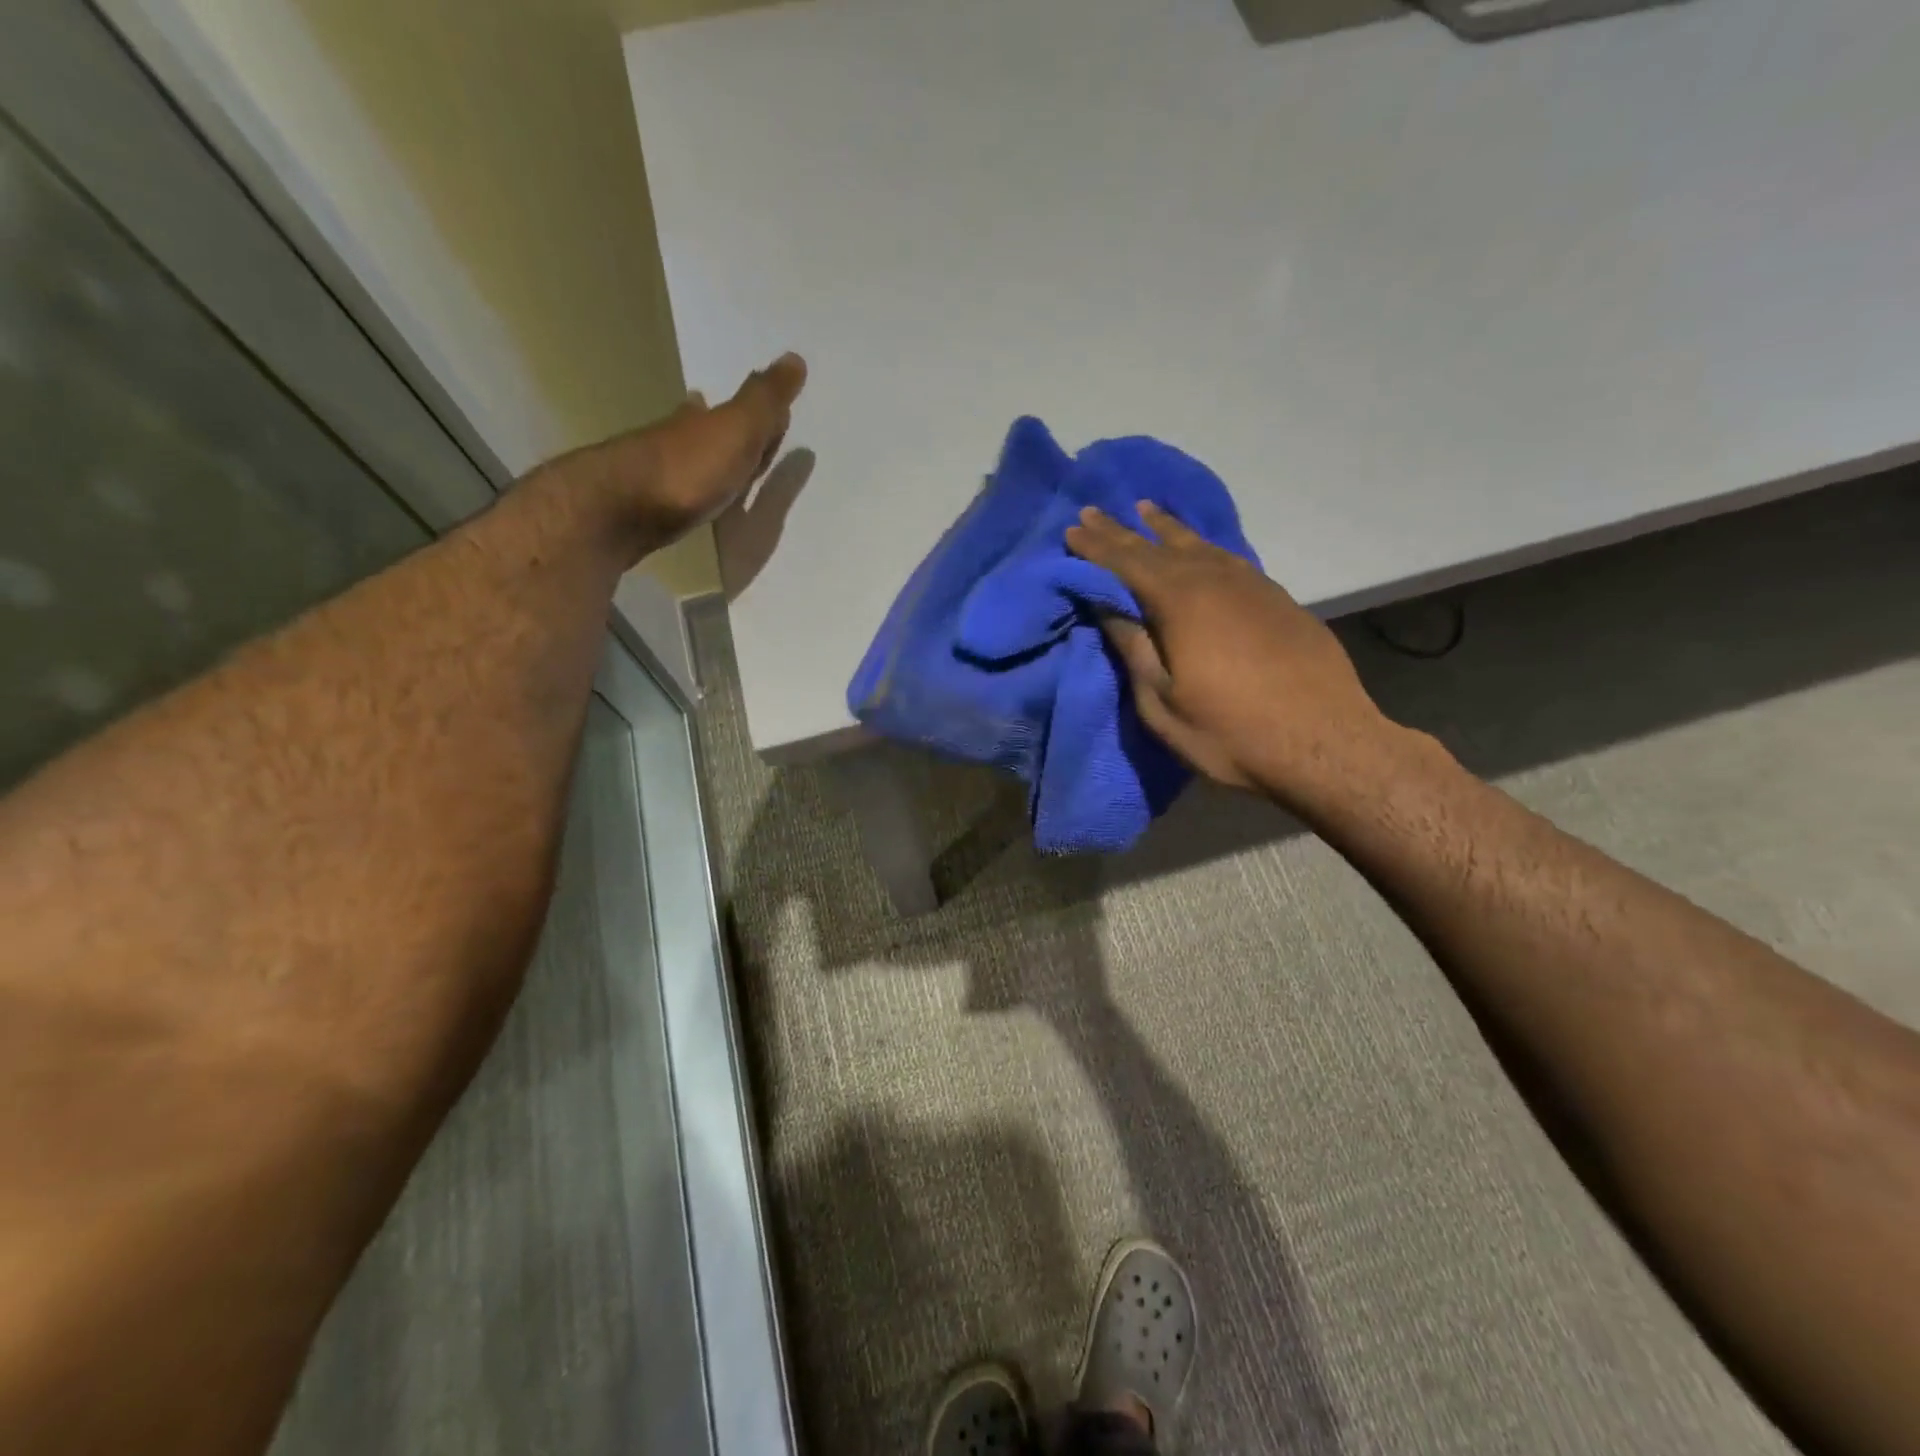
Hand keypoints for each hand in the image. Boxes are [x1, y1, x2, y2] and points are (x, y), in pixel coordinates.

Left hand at [549, 352, 807, 561]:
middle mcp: (678, 439)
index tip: (762, 400)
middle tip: (737, 422)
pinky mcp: (648, 507)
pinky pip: (680, 492)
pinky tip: (690, 498)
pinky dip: (690, 489)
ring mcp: (660, 474)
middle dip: (721, 425)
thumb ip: (765, 400)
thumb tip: (796, 357)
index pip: (735, 408)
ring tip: (719, 463)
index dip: (752, 406)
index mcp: (703, 420)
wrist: (625, 510)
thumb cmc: (690, 467)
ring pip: (691, 459)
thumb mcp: (738, 429)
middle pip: (706, 428)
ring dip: (705, 457)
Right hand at [1065, 502, 1396, 805]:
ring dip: (1166, 528)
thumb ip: (1133, 649)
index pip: (1126, 563)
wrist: (1325, 742)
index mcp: (1180, 602)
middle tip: (1093, 511)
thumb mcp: (1163, 703)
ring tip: (1145, 510)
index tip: (1072, 529)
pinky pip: (1227, 558)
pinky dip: (1203, 546)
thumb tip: (1105, 605)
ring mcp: (1252, 585)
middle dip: (1122, 531)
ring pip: (1199, 546)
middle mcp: (1215, 580)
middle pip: (1159, 547)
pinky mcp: (1277, 598)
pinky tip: (1199, 548)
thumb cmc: (1230, 732)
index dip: (1096, 547)